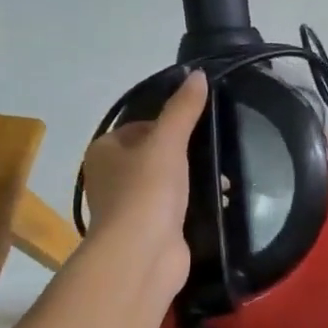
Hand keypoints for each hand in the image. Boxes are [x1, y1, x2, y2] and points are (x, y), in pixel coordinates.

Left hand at [81, 71, 206, 285]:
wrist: (142, 254)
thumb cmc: (147, 191)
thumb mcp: (168, 142)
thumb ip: (183, 109)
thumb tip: (199, 74)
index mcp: (104, 151)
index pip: (140, 126)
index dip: (169, 124)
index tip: (198, 129)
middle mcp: (110, 177)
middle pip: (155, 154)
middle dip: (186, 154)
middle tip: (216, 151)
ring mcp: (129, 207)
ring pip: (167, 182)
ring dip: (193, 180)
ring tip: (223, 180)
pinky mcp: (149, 230)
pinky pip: (175, 208)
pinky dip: (194, 204)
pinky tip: (218, 202)